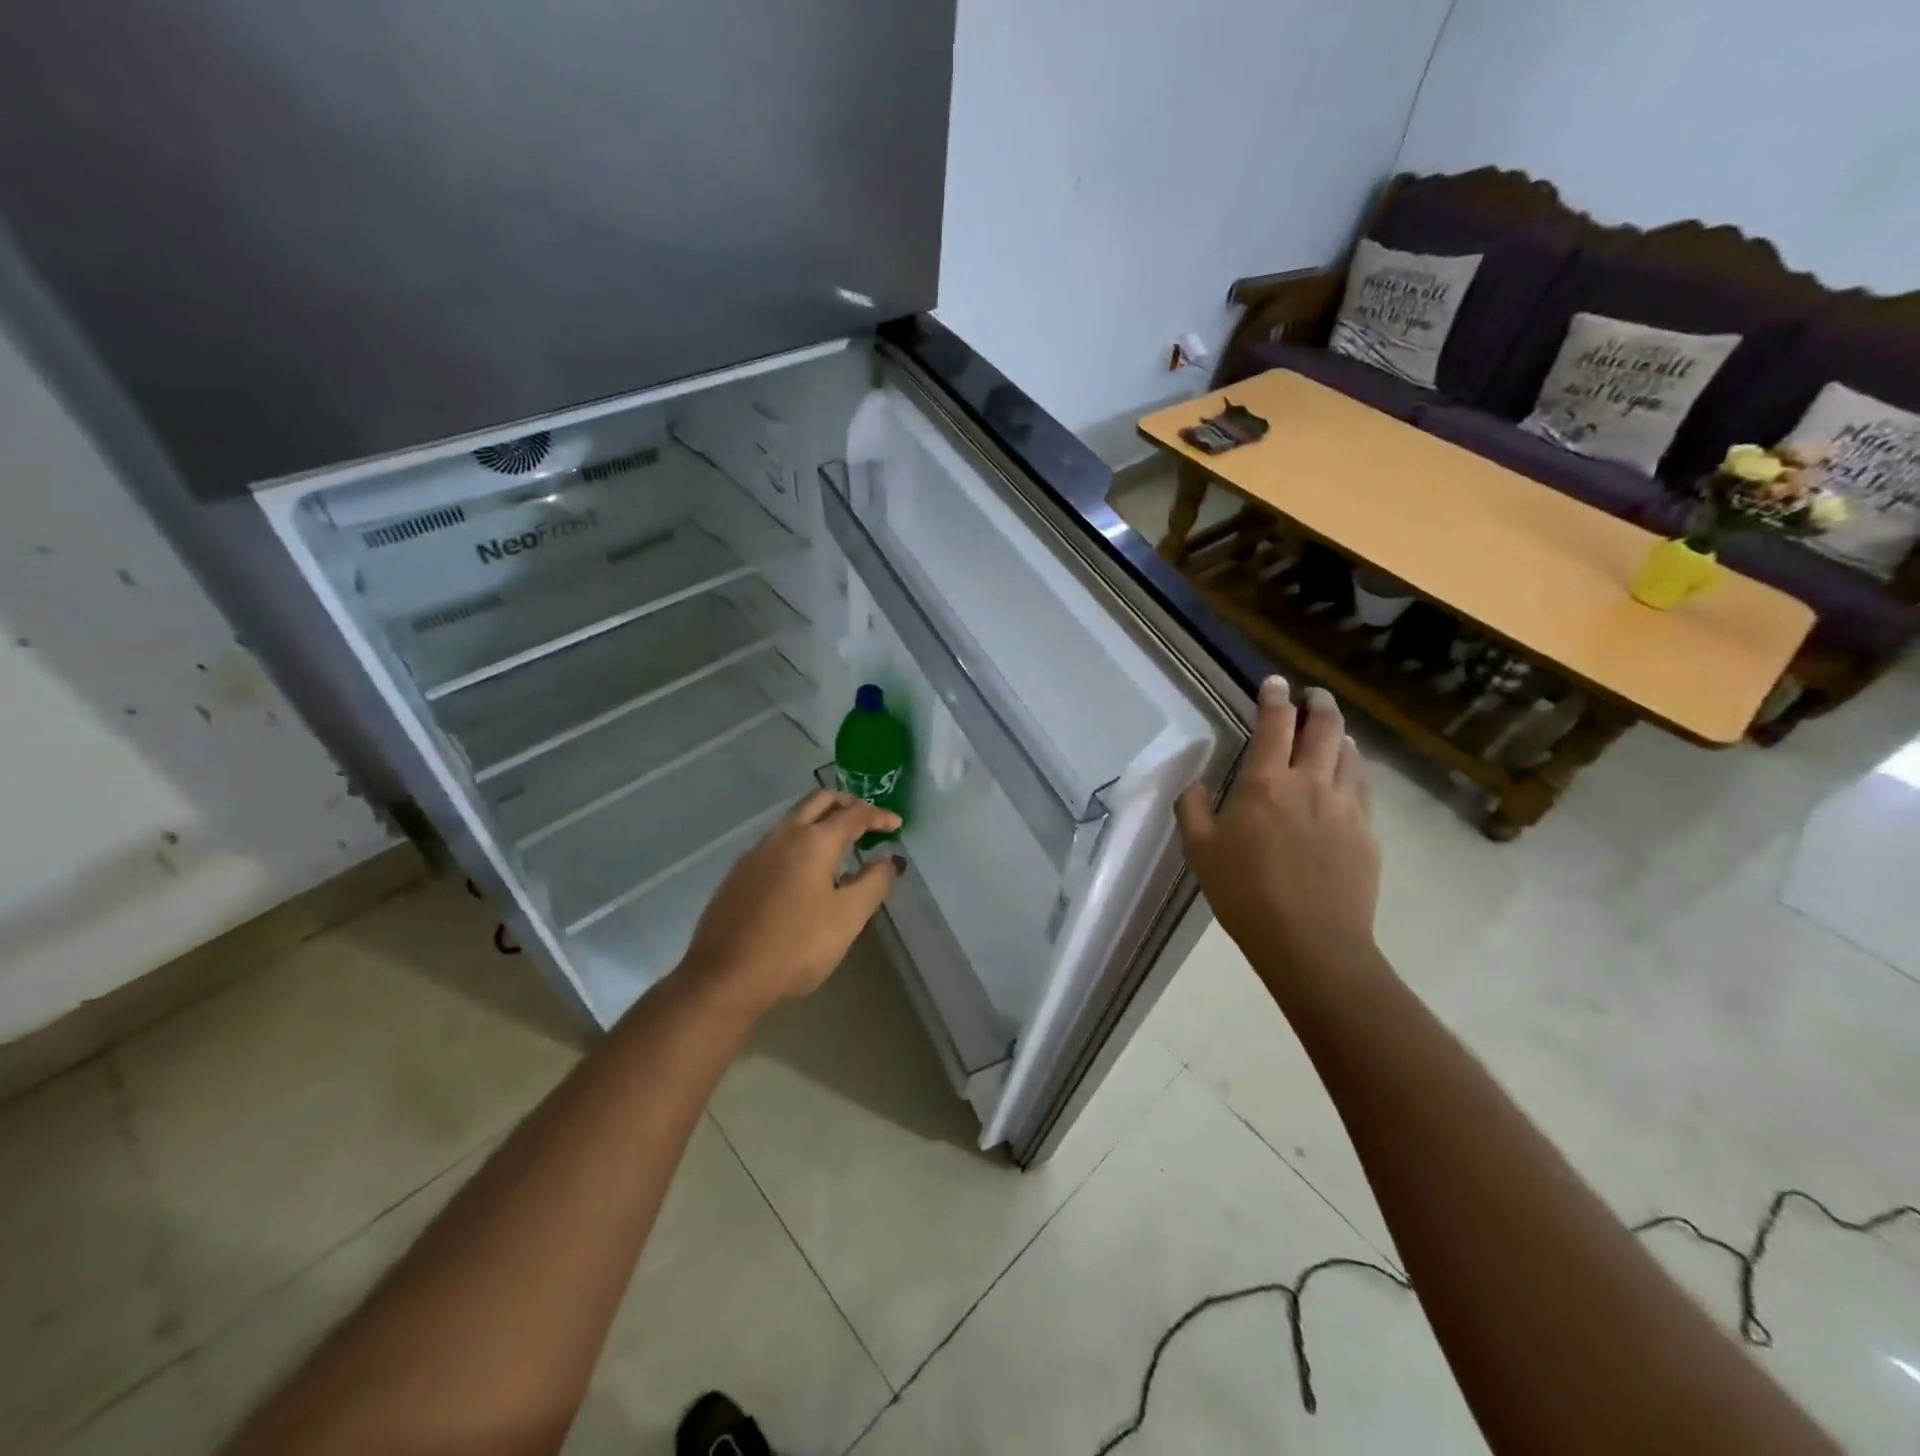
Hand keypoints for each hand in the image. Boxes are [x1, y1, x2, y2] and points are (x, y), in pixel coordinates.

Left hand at [675, 791, 903, 1022]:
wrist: (724, 977)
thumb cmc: (795, 946)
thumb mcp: (847, 918)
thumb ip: (873, 883)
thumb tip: (890, 859)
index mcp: (814, 841)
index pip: (854, 814)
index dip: (879, 816)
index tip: (897, 824)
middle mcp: (783, 835)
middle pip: (818, 800)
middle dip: (847, 803)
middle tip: (868, 821)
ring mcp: (756, 852)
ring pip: (794, 818)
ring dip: (821, 820)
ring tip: (841, 843)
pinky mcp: (739, 872)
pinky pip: (777, 841)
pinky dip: (801, 839)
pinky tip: (806, 870)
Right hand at [1175, 676, 1382, 997]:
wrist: (1311, 942)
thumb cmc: (1245, 894)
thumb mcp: (1200, 851)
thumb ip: (1193, 810)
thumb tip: (1194, 784)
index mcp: (1265, 784)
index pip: (1274, 725)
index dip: (1274, 698)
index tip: (1274, 683)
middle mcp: (1310, 783)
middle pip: (1325, 727)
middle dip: (1318, 703)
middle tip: (1312, 695)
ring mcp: (1345, 806)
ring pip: (1350, 754)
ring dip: (1340, 734)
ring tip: (1333, 732)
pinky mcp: (1367, 832)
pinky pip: (1363, 787)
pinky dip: (1354, 769)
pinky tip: (1347, 777)